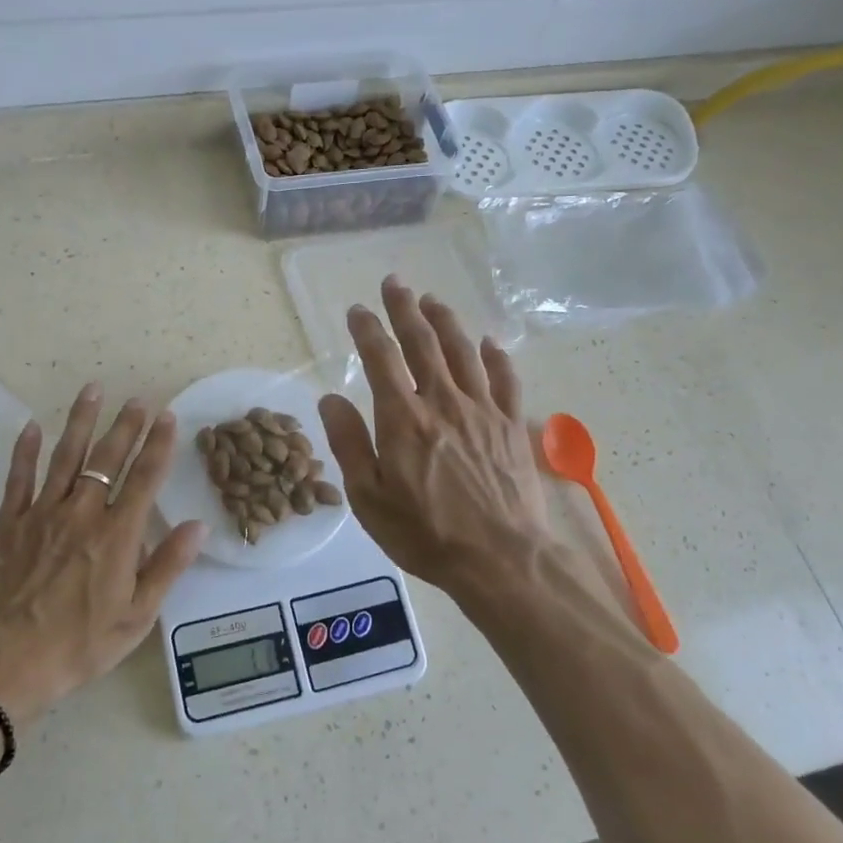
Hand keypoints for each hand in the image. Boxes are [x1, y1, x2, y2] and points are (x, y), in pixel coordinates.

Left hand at [0, 385, 205, 724]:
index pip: (144, 479)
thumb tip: (197, 526)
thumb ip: (167, 566)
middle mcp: (82, 514)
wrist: (7, 663)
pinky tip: (34, 427)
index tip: (167, 417)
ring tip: (92, 390)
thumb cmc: (80, 644)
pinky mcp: (8, 524)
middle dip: (125, 426)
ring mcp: (41, 515)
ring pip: (65, 457)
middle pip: (107, 459)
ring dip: (81, 422)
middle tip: (137, 400)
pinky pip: (18, 479)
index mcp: (117, 536)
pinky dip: (26, 451)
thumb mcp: (137, 616)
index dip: (158, 445)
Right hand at [318, 277, 554, 607]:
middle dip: (405, 309)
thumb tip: (329, 397)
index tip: (357, 310)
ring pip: (463, 351)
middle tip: (395, 283)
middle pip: (422, 342)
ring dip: (446, 321)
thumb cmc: (425, 533)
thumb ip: (349, 443)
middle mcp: (443, 402)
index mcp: (403, 418)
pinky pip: (505, 379)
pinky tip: (489, 343)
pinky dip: (495, 357)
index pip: (380, 358)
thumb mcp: (369, 498)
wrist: (500, 558)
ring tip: (433, 301)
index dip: (367, 329)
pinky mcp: (512, 425)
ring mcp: (482, 410)